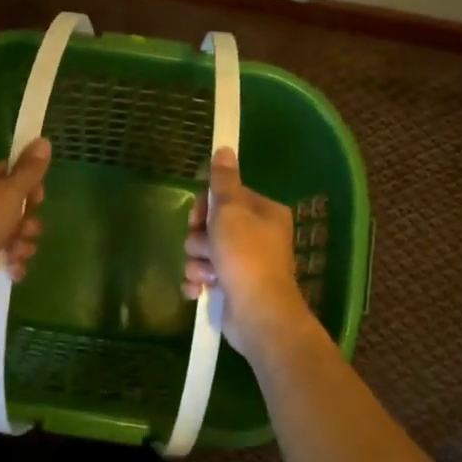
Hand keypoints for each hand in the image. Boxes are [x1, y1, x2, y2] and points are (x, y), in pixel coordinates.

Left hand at [0, 139, 49, 308]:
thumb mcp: (11, 192)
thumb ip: (30, 169)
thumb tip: (43, 140)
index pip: (14, 174)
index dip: (31, 188)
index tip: (37, 200)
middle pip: (16, 206)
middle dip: (28, 222)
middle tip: (25, 230)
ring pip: (12, 232)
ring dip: (22, 244)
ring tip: (16, 253)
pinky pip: (2, 253)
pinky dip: (10, 261)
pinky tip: (13, 269)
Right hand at [182, 148, 315, 357]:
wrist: (258, 313)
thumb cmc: (246, 255)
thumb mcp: (231, 210)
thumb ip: (223, 181)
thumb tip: (224, 148)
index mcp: (263, 213)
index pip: (224, 198)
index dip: (205, 207)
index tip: (199, 218)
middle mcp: (256, 236)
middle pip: (210, 226)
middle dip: (200, 239)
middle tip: (207, 248)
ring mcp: (244, 264)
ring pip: (203, 252)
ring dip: (197, 263)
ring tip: (207, 274)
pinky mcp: (232, 288)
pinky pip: (204, 277)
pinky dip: (198, 283)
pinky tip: (199, 291)